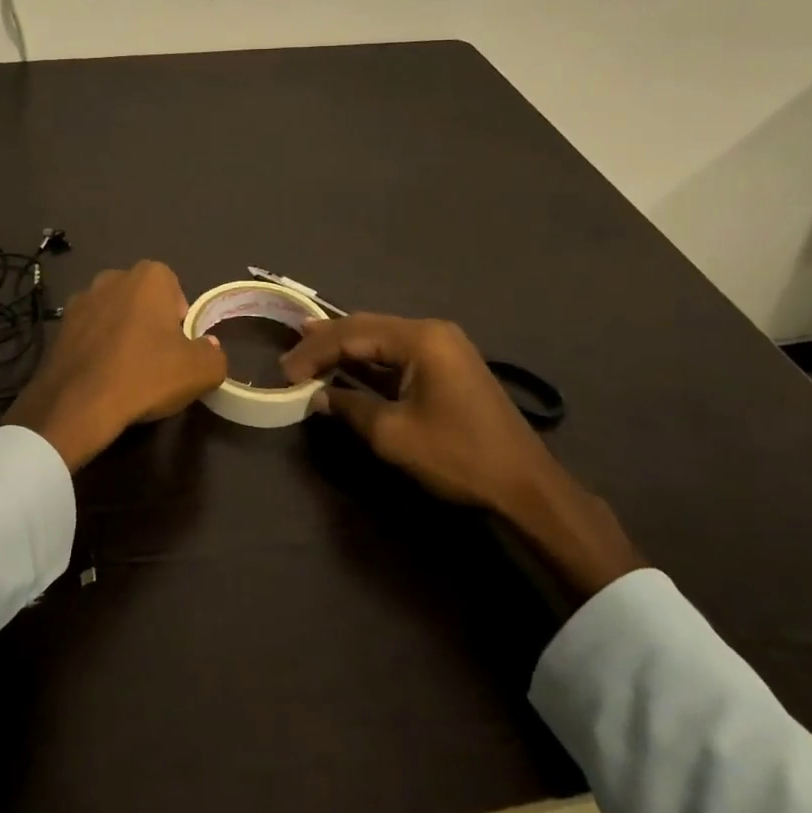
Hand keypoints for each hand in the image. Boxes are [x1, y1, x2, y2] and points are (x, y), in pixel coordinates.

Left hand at [10, 261, 228, 472]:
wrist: (79, 404)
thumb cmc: (146, 375)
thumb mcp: (201, 371)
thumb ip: (214, 354)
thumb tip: (208, 347)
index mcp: (149, 276)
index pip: (173, 288)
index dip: (179, 317)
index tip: (179, 346)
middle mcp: (112, 277)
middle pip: (141, 298)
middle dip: (149, 321)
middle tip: (156, 358)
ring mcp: (81, 299)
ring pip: (112, 313)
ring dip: (121, 332)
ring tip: (127, 369)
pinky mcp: (59, 326)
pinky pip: (89, 332)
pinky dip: (97, 346)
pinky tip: (102, 375)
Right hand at [282, 313, 644, 599]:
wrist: (526, 485)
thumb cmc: (458, 456)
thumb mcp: (394, 435)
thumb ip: (351, 407)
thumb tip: (319, 396)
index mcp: (421, 338)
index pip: (353, 334)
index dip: (314, 351)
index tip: (285, 372)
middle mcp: (433, 331)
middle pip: (367, 327)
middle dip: (327, 342)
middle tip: (291, 354)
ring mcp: (445, 346)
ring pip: (382, 338)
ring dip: (347, 348)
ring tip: (309, 350)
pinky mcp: (449, 365)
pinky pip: (399, 353)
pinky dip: (370, 361)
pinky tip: (348, 365)